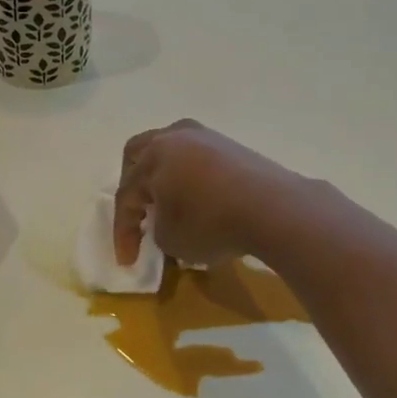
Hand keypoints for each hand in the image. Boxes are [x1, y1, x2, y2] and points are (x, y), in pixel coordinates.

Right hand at [114, 120, 305, 266]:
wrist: (273, 208)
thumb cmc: (211, 223)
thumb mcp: (171, 240)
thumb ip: (158, 229)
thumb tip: (168, 222)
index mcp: (152, 156)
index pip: (127, 196)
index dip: (123, 231)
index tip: (128, 261)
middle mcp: (176, 137)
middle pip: (140, 154)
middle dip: (134, 184)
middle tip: (138, 212)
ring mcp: (208, 137)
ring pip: (173, 151)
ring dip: (164, 176)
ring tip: (169, 204)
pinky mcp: (234, 147)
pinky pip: (199, 159)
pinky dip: (191, 177)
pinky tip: (199, 200)